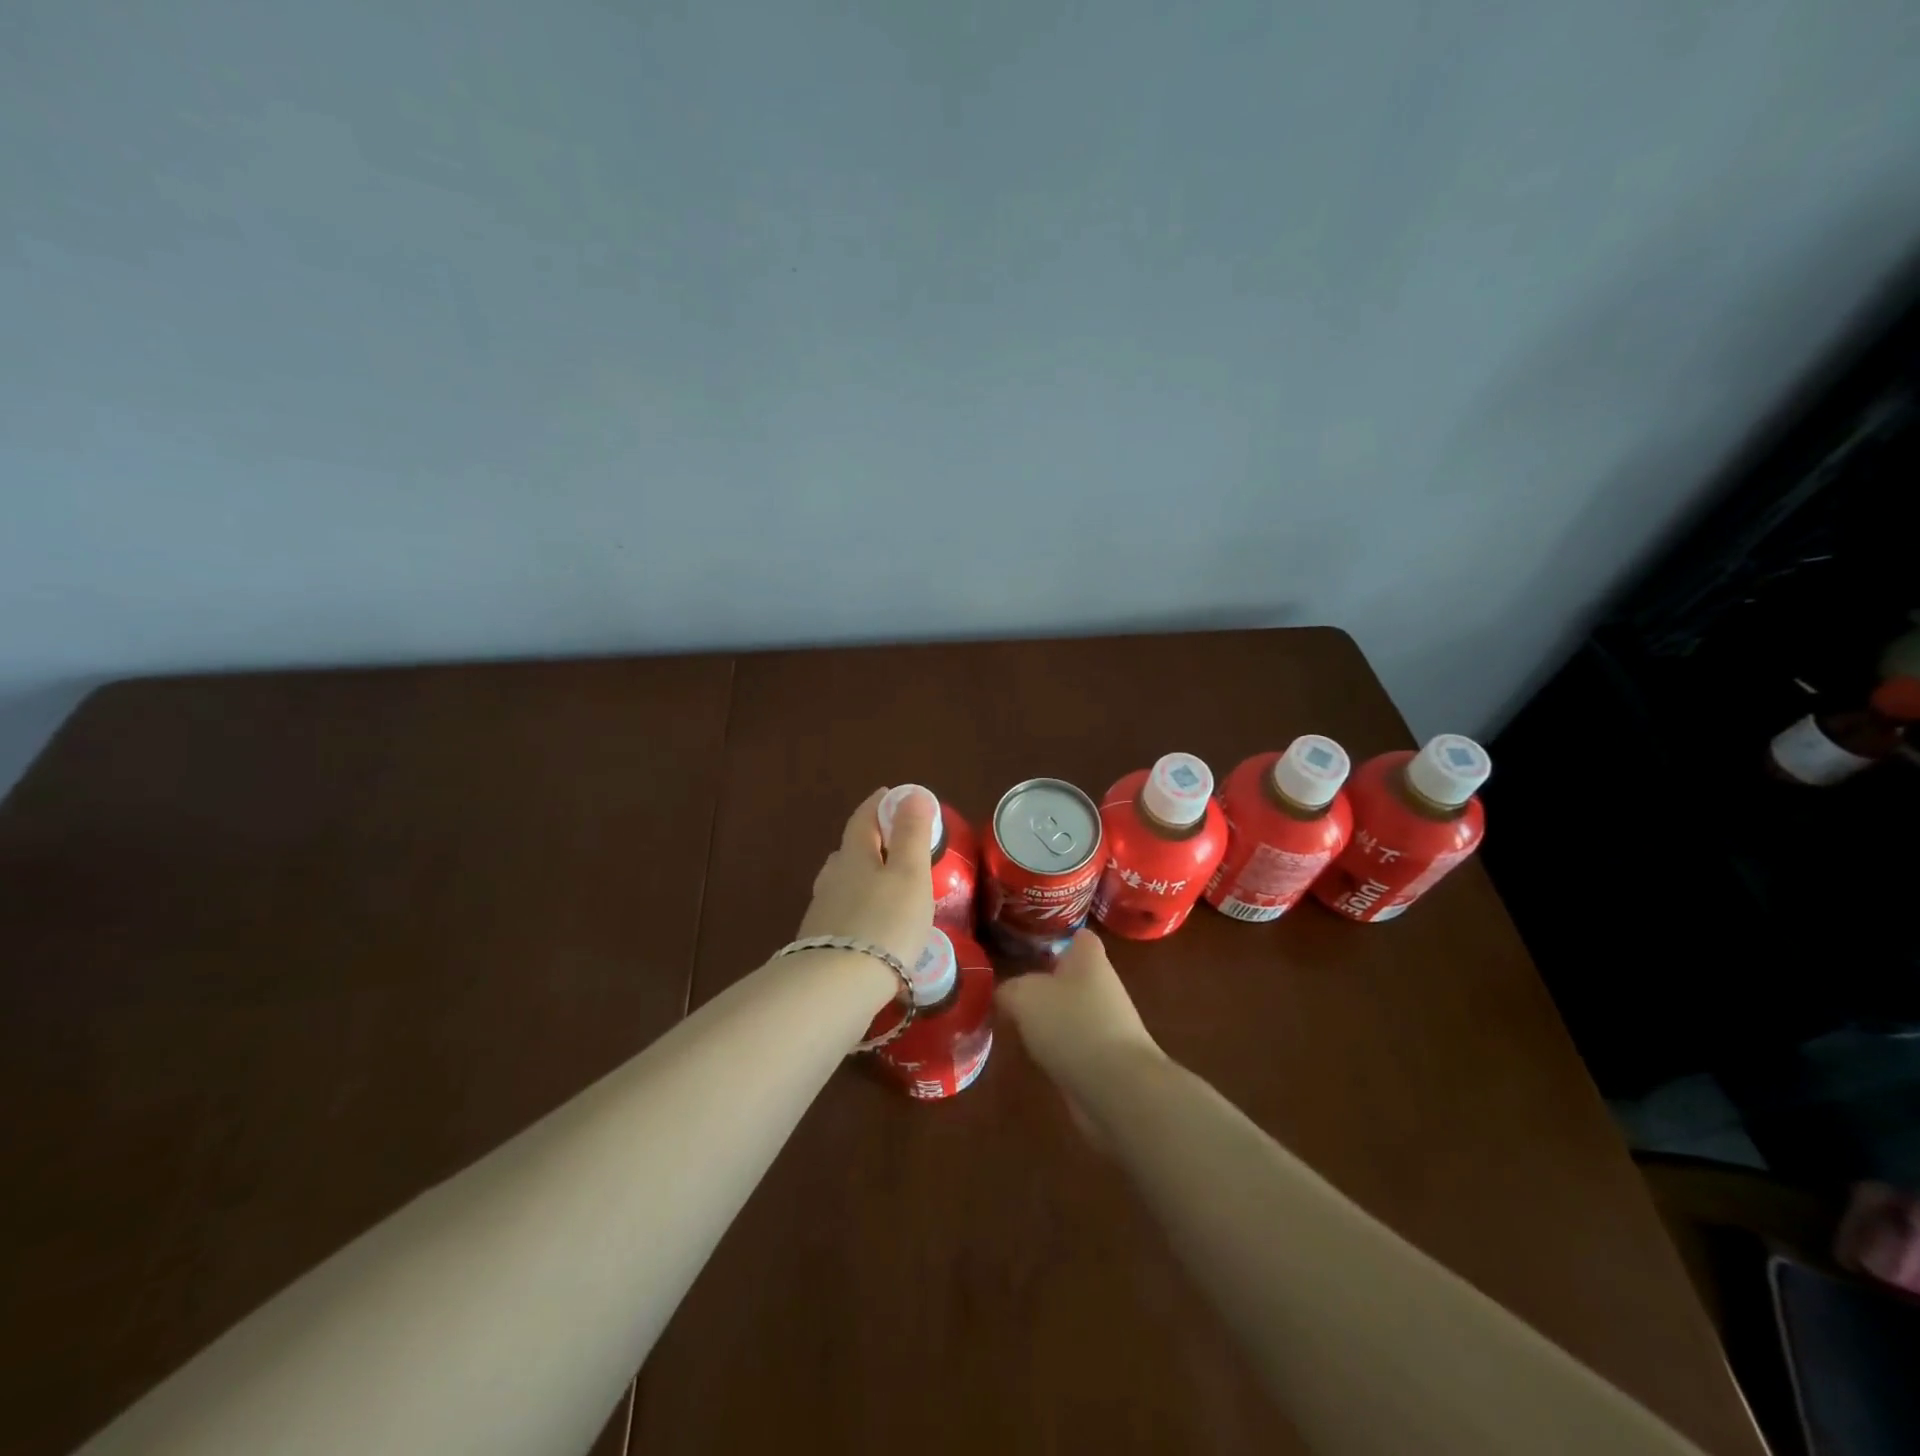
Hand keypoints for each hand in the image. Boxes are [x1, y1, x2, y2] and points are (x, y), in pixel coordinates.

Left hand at [798, 786, 936, 968]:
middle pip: (850, 851)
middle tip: (892, 844)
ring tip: (884, 886)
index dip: (878, 805)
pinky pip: (842, 914)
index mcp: (854, 855)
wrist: (837, 986)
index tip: (890, 795)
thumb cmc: (885, 922)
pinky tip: (870, 927)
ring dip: (862, 878)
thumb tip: (911, 792)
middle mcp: (832, 878)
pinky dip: (858, 910)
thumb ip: (911, 834)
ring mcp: (822, 912)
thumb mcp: (909, 874)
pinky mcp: (820, 944)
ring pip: (842, 883)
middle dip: (870, 842)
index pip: (863, 819)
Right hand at [995, 930, 1163, 1103]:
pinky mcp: (1106, 1058)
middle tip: (1010, 991)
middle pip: (1071, 976)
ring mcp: (1107, 1024)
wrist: (1117, 1087)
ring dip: (1048, 1019)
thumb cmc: (1072, 1024)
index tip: (1028, 948)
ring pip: (1071, 1011)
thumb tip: (1006, 994)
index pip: (1078, 936)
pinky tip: (1035, 1057)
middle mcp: (1102, 985)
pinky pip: (1074, 1044)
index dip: (1056, 938)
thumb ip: (1009, 989)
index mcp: (1089, 958)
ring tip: (1015, 1025)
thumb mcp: (1024, 996)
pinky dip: (1057, 1049)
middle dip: (1044, 983)